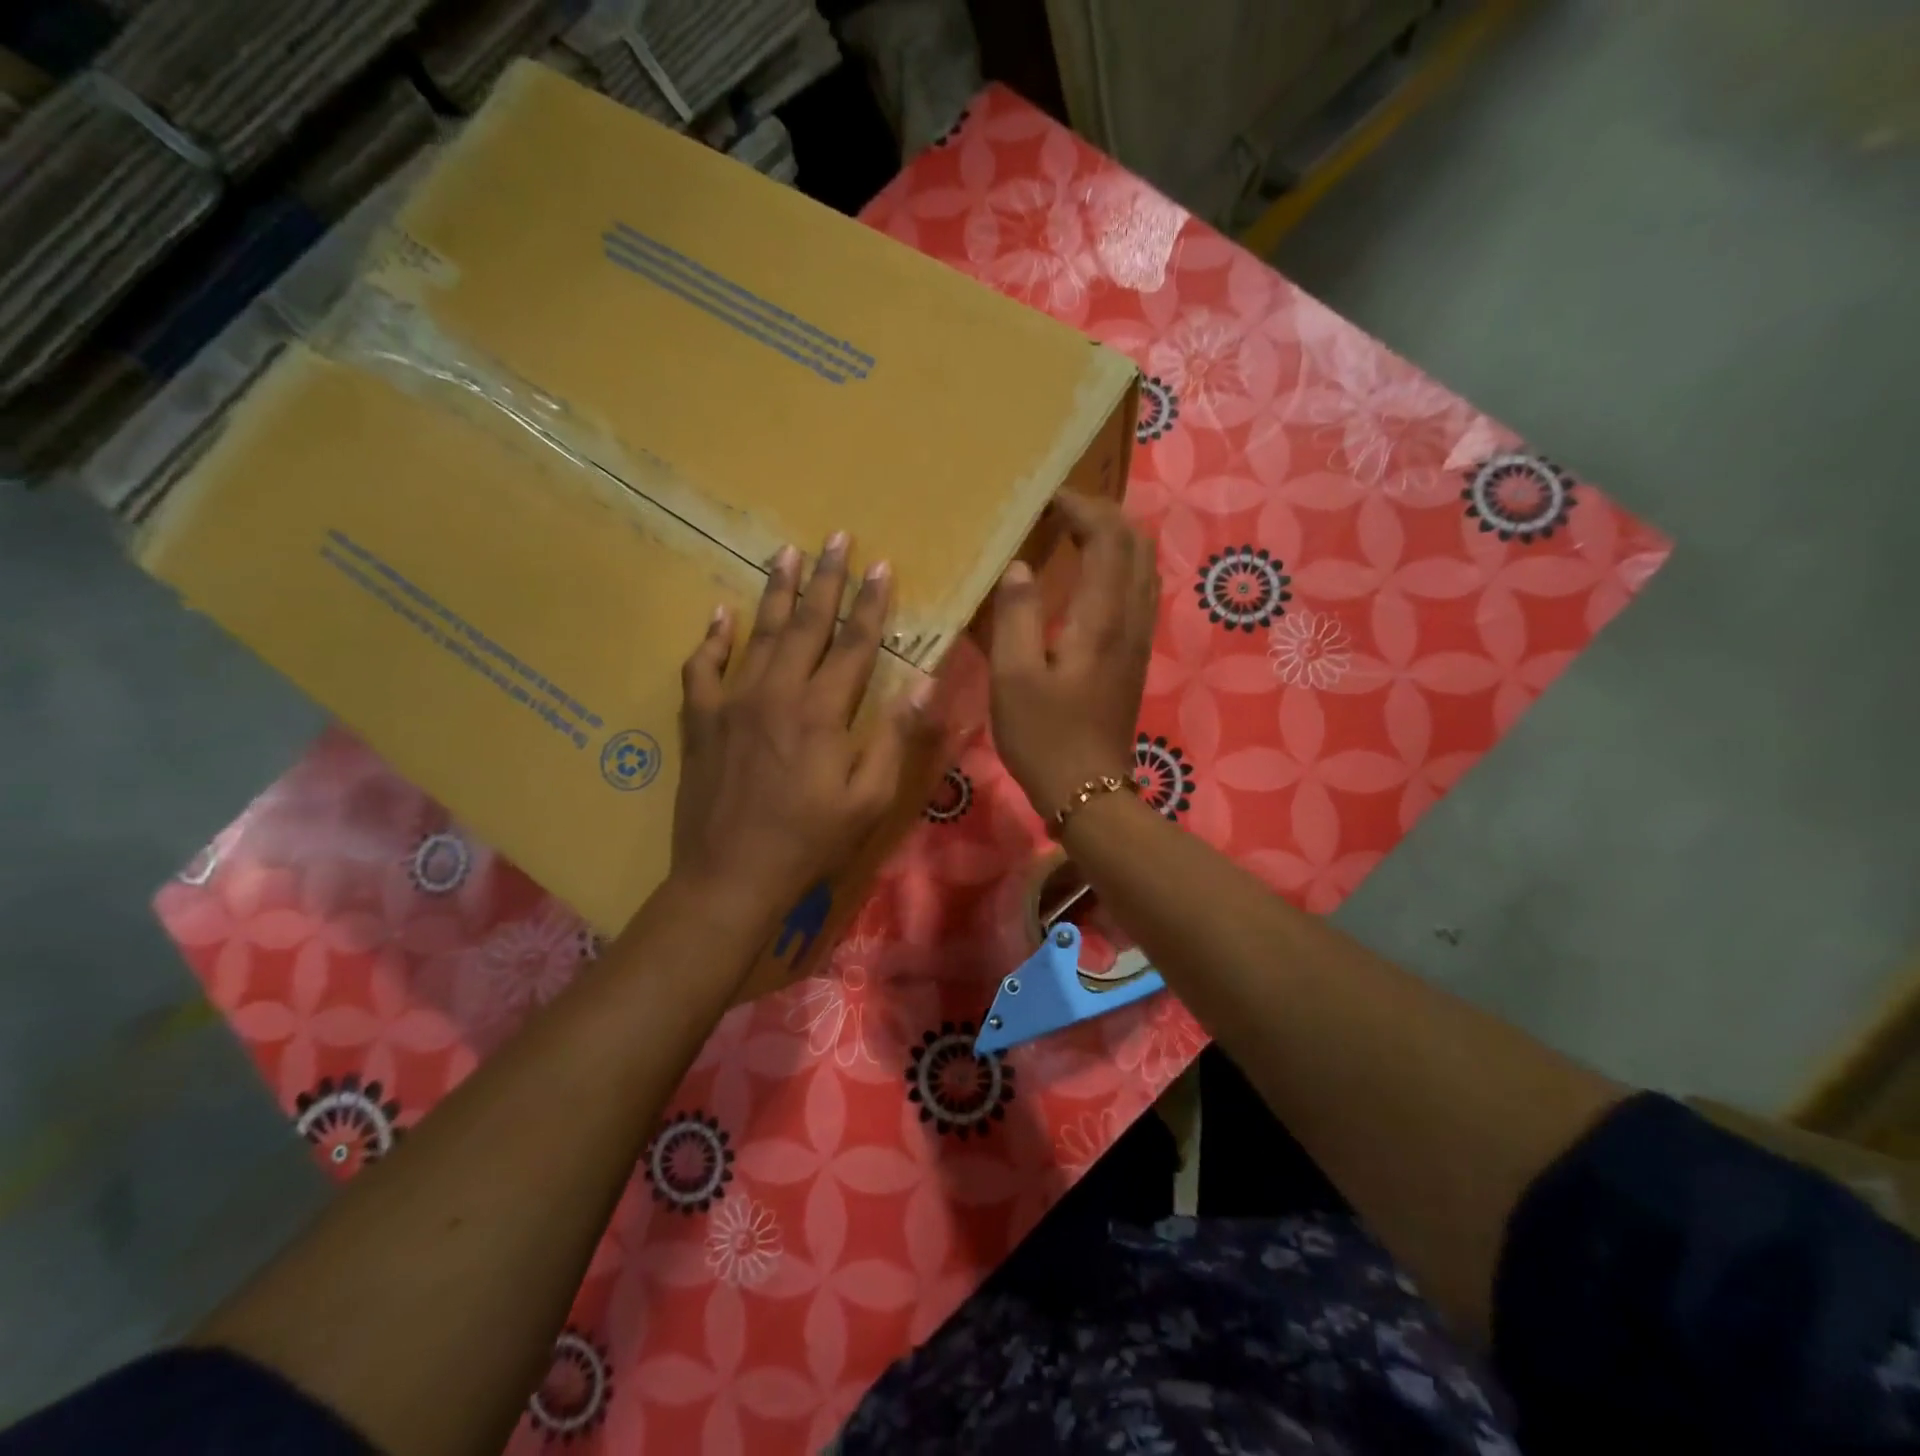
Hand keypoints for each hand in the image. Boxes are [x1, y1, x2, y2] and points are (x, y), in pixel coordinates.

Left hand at [671, 533, 936, 925]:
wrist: (731, 876)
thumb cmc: (810, 842)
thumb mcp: (869, 799)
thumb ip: (895, 737)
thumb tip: (926, 682)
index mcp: (823, 712)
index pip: (855, 644)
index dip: (871, 604)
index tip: (881, 566)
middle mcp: (777, 692)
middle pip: (805, 624)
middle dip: (824, 580)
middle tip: (834, 538)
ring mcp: (732, 702)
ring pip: (757, 633)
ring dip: (774, 591)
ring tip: (785, 552)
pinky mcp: (700, 720)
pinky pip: (702, 667)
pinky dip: (712, 637)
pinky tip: (720, 613)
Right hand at [988, 492, 1158, 819]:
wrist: (1088, 791)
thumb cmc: (1044, 736)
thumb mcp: (1014, 677)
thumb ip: (1016, 615)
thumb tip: (1019, 568)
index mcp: (1102, 618)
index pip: (1107, 538)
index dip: (1080, 508)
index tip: (1045, 500)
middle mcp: (1131, 619)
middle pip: (1135, 544)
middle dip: (1103, 514)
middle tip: (1060, 511)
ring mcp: (1138, 638)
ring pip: (1142, 567)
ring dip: (1114, 539)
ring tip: (1073, 534)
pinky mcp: (1133, 657)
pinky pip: (1137, 592)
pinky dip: (1117, 568)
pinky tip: (1088, 579)